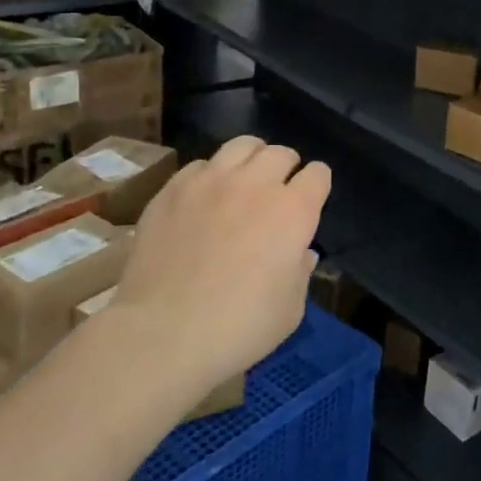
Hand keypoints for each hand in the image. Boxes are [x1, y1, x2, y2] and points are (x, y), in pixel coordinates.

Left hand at [106, 136, 330, 390]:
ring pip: (242, 146)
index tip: (311, 201)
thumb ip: (301, 271)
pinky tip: (204, 199)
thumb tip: (300, 252)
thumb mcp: (291, 309)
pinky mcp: (173, 188)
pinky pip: (200, 165)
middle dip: (286, 168)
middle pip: (281, 153)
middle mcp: (256, 184)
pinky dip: (210, 176)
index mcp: (293, 211)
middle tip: (278, 192)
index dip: (317, 186)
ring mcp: (211, 181)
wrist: (162, 335)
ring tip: (244, 181)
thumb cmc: (239, 328)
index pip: (318, 174)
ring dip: (252, 160)